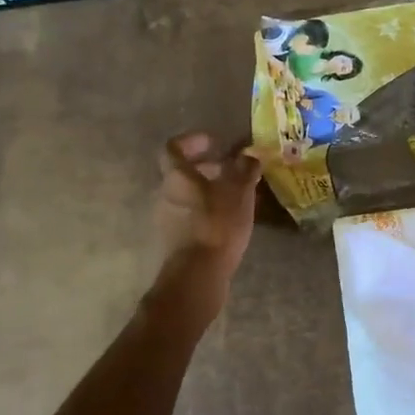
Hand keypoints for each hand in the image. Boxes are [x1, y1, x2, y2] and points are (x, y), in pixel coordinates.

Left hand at [156, 132, 260, 293]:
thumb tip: (250, 155)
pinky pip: (190, 216)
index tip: (214, 142)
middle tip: (230, 170)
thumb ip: (245, 170)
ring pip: (186, 196)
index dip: (192, 141)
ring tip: (235, 197)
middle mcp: (165, 194)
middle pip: (181, 173)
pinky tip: (228, 221)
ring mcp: (167, 219)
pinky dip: (206, 212)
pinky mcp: (174, 241)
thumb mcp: (239, 192)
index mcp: (176, 176)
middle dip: (206, 168)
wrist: (197, 274)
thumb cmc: (217, 224)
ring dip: (208, 191)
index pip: (173, 147)